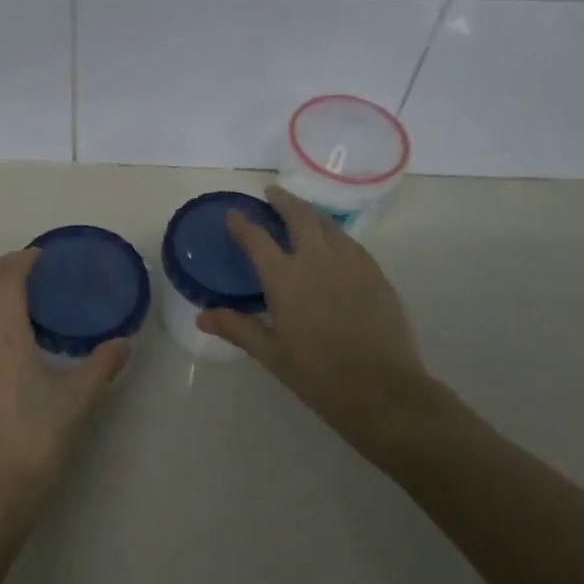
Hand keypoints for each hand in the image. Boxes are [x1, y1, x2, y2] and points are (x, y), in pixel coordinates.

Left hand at [0, 249, 127, 534]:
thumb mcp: (78, 400)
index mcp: (5, 336)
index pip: (6, 280)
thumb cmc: (37, 439)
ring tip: (12, 296)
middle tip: (26, 266)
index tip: (40, 255)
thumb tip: (124, 344)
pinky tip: (0, 338)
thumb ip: (102, 366)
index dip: (21, 260)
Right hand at [198, 186, 460, 456]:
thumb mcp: (270, 353)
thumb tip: (202, 316)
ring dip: (311, 213)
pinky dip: (336, 235)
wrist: (381, 390)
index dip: (242, 224)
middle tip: (272, 193)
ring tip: (302, 213)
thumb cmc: (317, 374)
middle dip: (283, 200)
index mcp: (285, 277)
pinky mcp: (376, 275)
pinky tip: (335, 244)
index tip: (234, 214)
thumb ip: (237, 327)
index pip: (257, 238)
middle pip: (299, 216)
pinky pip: (351, 244)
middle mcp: (317, 260)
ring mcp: (351, 264)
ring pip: (329, 225)